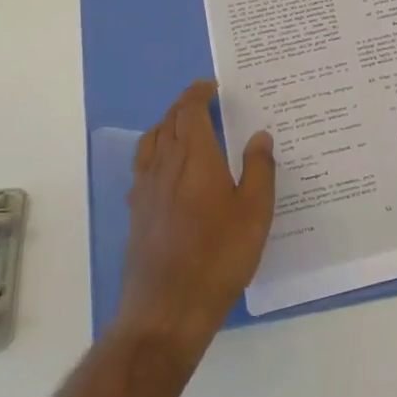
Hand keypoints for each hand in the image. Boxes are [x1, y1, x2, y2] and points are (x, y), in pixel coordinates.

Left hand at [117, 80, 274, 358]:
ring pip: (150, 142)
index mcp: (194, 157)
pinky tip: (167, 170)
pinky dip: (155, 153)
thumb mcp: (255, 212)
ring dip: (166, 126)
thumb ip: (259, 168)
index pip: (188, 111)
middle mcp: (164, 166)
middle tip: (203, 102)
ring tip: (183, 128)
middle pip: (167, 122)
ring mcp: (145, 190)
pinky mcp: (137, 214)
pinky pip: (143, 167)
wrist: (166, 310)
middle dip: (184, 106)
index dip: (198, 93)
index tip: (211, 86)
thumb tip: (259, 135)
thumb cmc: (219, 256)